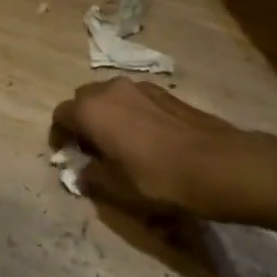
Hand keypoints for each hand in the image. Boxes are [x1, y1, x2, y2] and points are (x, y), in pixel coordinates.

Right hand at [50, 78, 255, 219]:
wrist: (217, 164)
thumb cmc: (158, 178)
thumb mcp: (118, 188)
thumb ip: (92, 176)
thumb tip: (83, 171)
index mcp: (91, 110)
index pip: (61, 115)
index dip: (59, 135)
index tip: (67, 155)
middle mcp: (110, 90)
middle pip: (83, 99)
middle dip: (82, 120)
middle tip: (91, 148)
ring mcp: (139, 87)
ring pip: (110, 96)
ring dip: (107, 114)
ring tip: (119, 143)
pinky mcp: (164, 91)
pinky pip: (134, 98)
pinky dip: (130, 113)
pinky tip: (146, 137)